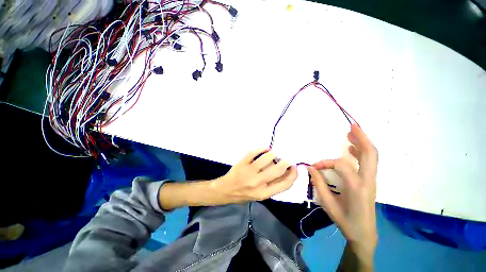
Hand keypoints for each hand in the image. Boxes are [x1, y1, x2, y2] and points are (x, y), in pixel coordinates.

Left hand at [211, 148, 297, 202]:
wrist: (225, 191)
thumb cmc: (243, 194)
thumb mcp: (259, 195)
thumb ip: (272, 185)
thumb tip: (285, 171)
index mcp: (263, 193)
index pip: (284, 185)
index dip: (293, 175)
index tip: (295, 168)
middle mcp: (257, 183)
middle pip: (277, 170)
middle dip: (285, 163)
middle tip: (285, 159)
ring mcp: (248, 172)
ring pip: (266, 159)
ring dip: (272, 154)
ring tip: (273, 154)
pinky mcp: (242, 163)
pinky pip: (253, 153)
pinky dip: (261, 148)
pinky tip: (265, 148)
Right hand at [308, 124, 377, 258]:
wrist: (364, 233)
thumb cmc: (345, 220)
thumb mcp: (328, 204)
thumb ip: (319, 184)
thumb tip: (311, 168)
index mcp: (357, 187)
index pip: (340, 165)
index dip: (325, 163)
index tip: (314, 167)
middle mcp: (368, 181)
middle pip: (370, 154)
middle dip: (362, 138)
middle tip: (352, 126)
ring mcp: (371, 180)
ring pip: (372, 156)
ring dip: (363, 142)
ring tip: (353, 131)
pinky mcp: (370, 181)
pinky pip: (369, 162)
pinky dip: (362, 152)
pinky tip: (353, 148)